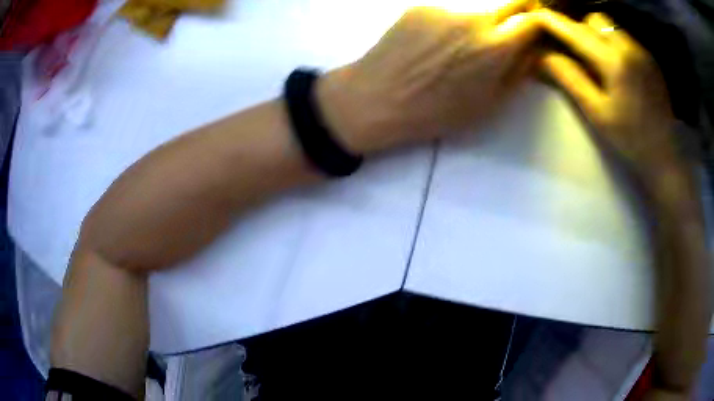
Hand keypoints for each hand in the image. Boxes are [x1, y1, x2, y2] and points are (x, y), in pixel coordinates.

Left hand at [317, 1, 538, 154]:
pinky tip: (434, 42)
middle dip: (518, 12)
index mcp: (495, 46)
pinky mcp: (419, 6)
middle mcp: (472, 17)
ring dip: (481, 20)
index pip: (532, 18)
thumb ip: (519, 72)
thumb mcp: (489, 104)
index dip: (540, 21)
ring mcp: (444, 7)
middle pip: (509, 1)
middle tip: (510, 30)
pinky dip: (452, 21)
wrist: (376, 98)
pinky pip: (448, 9)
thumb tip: (536, 50)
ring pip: (477, 6)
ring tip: (461, 46)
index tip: (538, 28)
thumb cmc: (436, 111)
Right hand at [535, 10, 686, 186]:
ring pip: (612, 25)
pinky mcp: (650, 59)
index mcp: (614, 62)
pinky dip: (615, 42)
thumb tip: (544, 55)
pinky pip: (626, 37)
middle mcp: (629, 48)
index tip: (538, 15)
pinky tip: (618, 65)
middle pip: (594, 20)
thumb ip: (571, 79)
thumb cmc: (630, 139)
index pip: (576, 32)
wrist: (664, 155)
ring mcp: (642, 51)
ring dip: (599, 33)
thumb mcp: (597, 113)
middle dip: (581, 28)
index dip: (555, 23)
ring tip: (599, 57)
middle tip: (577, 48)